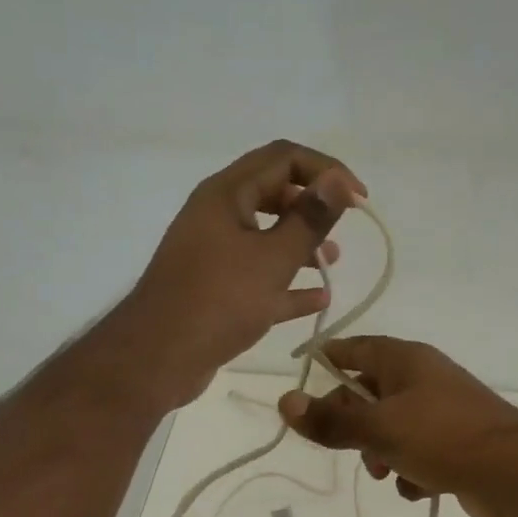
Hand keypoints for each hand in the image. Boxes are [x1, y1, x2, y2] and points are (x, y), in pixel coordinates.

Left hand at [120, 141, 364, 407]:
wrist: (158, 358)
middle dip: (312, 207)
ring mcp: (214, 255)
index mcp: (226, 194)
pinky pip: (258, 278)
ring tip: (333, 264)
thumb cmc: (218, 301)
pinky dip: (286, 284)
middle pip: (273, 195)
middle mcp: (217, 216)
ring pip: (266, 238)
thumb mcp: (273, 259)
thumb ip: (310, 219)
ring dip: (301, 246)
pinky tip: (317, 300)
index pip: (283, 158)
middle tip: (343, 228)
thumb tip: (339, 180)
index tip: (359, 200)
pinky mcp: (215, 291)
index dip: (326, 171)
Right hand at [276, 337, 517, 516]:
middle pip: (369, 393)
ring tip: (386, 473)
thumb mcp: (379, 430)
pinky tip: (418, 488)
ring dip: (380, 452)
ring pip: (391, 427)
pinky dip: (411, 470)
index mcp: (406, 361)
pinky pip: (417, 452)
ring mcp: (442, 412)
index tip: (302, 375)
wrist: (517, 475)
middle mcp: (424, 379)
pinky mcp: (456, 444)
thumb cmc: (443, 438)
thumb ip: (330, 421)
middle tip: (345, 447)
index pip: (354, 348)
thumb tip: (284, 401)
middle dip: (353, 424)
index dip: (327, 359)